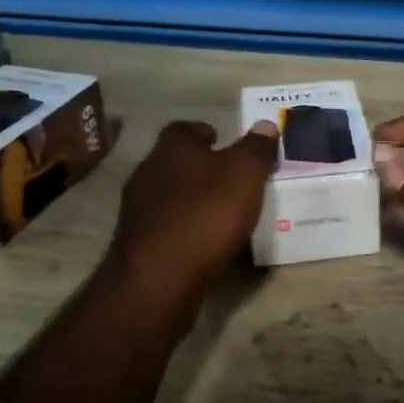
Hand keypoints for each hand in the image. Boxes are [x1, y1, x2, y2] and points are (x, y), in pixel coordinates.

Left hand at [105, 120, 278, 301]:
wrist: (159, 277)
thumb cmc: (207, 213)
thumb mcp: (245, 174)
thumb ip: (256, 149)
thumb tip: (265, 125)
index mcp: (172, 148)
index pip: (184, 128)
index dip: (205, 133)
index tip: (225, 143)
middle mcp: (148, 172)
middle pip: (175, 161)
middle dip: (200, 167)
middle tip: (230, 178)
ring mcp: (138, 209)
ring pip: (169, 194)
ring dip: (192, 199)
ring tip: (221, 212)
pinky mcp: (137, 243)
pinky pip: (167, 225)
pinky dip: (185, 227)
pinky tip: (204, 240)